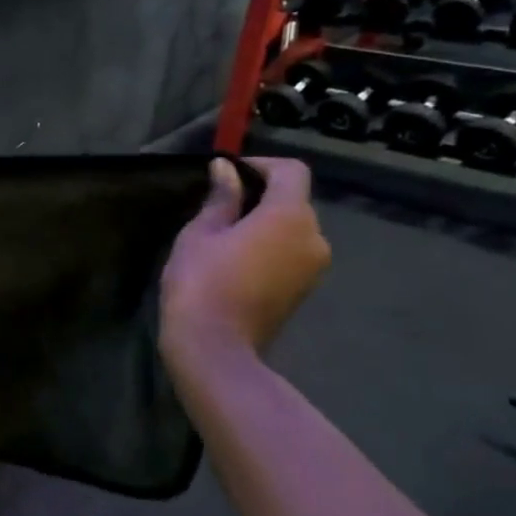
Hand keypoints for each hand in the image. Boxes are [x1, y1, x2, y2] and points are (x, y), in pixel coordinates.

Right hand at [160, 157, 329, 370]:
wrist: (215, 349)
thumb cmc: (202, 282)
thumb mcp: (201, 232)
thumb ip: (221, 198)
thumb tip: (226, 169)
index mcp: (291, 216)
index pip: (291, 171)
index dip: (260, 165)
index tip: (227, 174)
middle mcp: (314, 237)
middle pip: (294, 200)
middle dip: (261, 195)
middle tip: (219, 205)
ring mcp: (313, 268)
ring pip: (293, 228)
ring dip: (265, 222)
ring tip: (225, 234)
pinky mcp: (304, 290)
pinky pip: (291, 252)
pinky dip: (270, 246)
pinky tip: (237, 259)